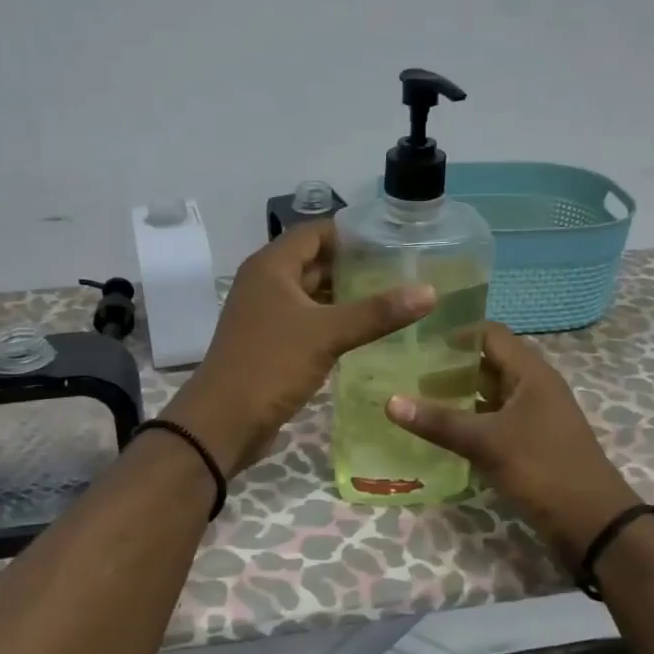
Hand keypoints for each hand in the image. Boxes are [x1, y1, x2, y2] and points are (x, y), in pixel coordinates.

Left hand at [163, 222, 435, 475]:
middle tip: (400, 271)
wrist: (224, 421)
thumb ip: (377, 312)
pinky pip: (307, 320)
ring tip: (391, 298)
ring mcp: (266, 314)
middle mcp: (266, 283)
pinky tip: (365, 332)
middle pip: (314, 261)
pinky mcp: (271, 342)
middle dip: (353, 265)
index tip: (391, 241)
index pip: (314, 232)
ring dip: (344, 296)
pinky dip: (333, 321)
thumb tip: (429, 290)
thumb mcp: (326, 334)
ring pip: (311, 294)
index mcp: (271, 267)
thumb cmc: (271, 364)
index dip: (350, 233)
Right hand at [385, 323, 642, 555]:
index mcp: (531, 373)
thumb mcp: (487, 443)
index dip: (454, 333)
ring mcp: (532, 416)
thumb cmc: (543, 469)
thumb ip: (439, 421)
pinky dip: (467, 421)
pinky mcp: (529, 443)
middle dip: (448, 366)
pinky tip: (438, 431)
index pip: (489, 334)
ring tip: (412, 398)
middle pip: (486, 363)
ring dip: (456, 395)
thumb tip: (389, 401)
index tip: (415, 340)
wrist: (594, 525)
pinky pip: (492, 420)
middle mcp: (533, 387)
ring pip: (488, 394)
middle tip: (404, 370)